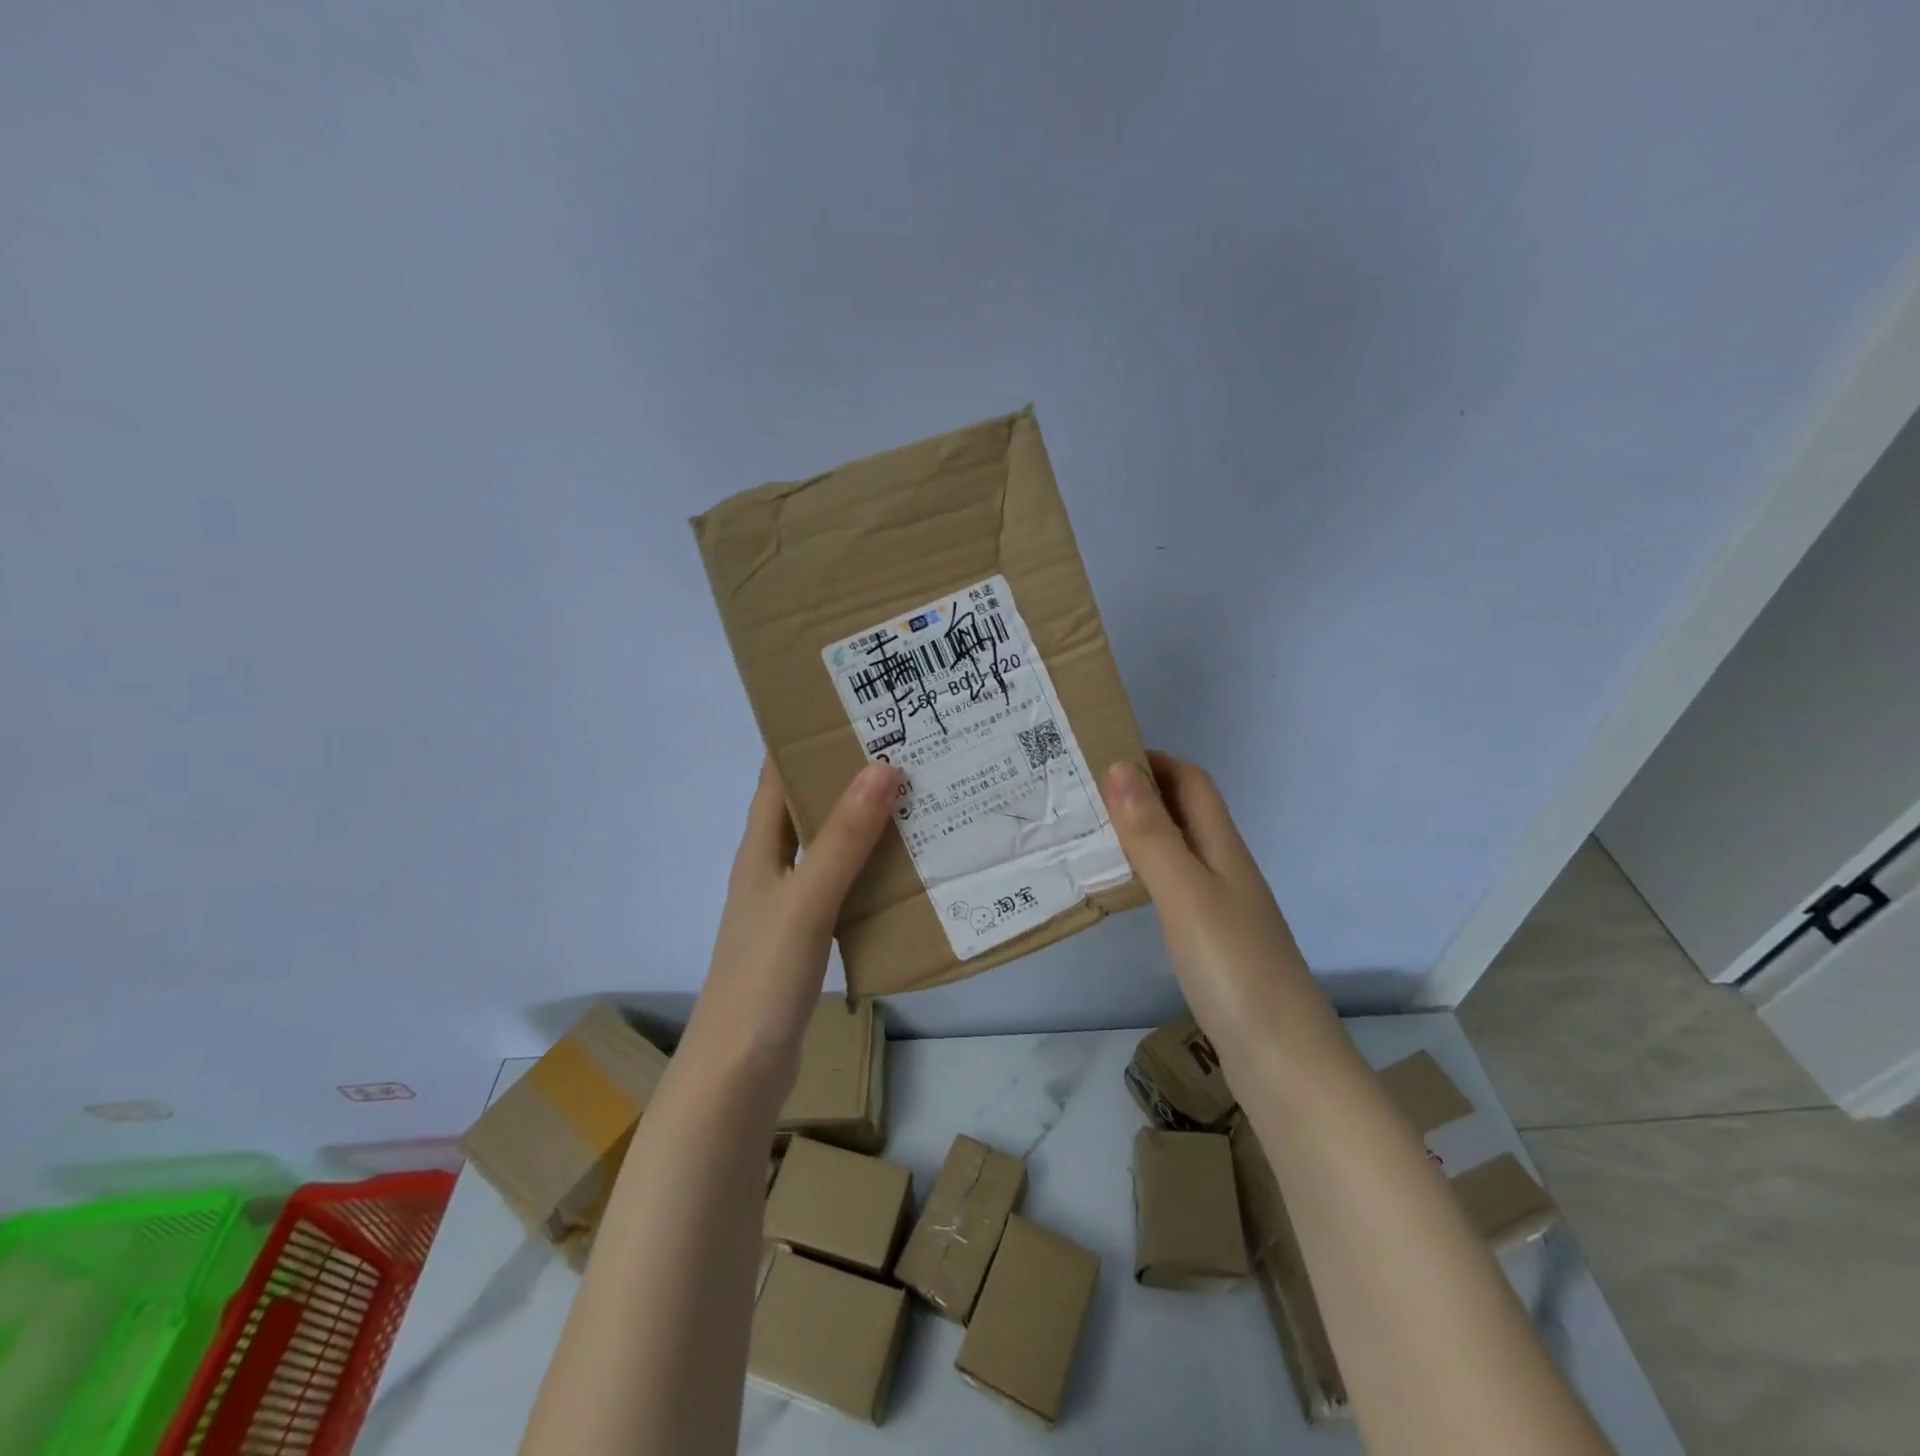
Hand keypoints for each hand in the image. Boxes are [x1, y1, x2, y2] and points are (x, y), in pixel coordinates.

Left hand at [681, 758, 899, 1078]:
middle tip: (905, 747)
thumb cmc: (763, 978)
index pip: (777, 776)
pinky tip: (906, 870)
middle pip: (808, 807)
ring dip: (863, 823)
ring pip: (830, 848)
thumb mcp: (807, 900)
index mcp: (760, 849)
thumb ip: (843, 838)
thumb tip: (882, 767)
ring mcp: (789, 906)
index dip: (806, 739)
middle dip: (848, 776)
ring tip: (917, 797)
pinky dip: (870, 870)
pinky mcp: (806, 939)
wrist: (738, 1074)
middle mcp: (772, 869)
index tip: (853, 708)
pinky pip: (843, 887)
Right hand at [1101, 751, 1321, 1051]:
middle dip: (1139, 793)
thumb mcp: (1186, 893)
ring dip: (1138, 832)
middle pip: (1184, 813)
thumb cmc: (1233, 968)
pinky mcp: (1211, 943)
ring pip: (1177, 851)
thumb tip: (1120, 767)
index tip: (1101, 753)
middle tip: (1080, 792)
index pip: (1192, 783)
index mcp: (1223, 849)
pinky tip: (1118, 890)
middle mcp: (1225, 870)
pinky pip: (1173, 889)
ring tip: (1086, 832)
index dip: (1154, 761)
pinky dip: (1143, 874)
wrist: (1283, 1060)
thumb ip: (1153, 833)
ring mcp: (1221, 908)